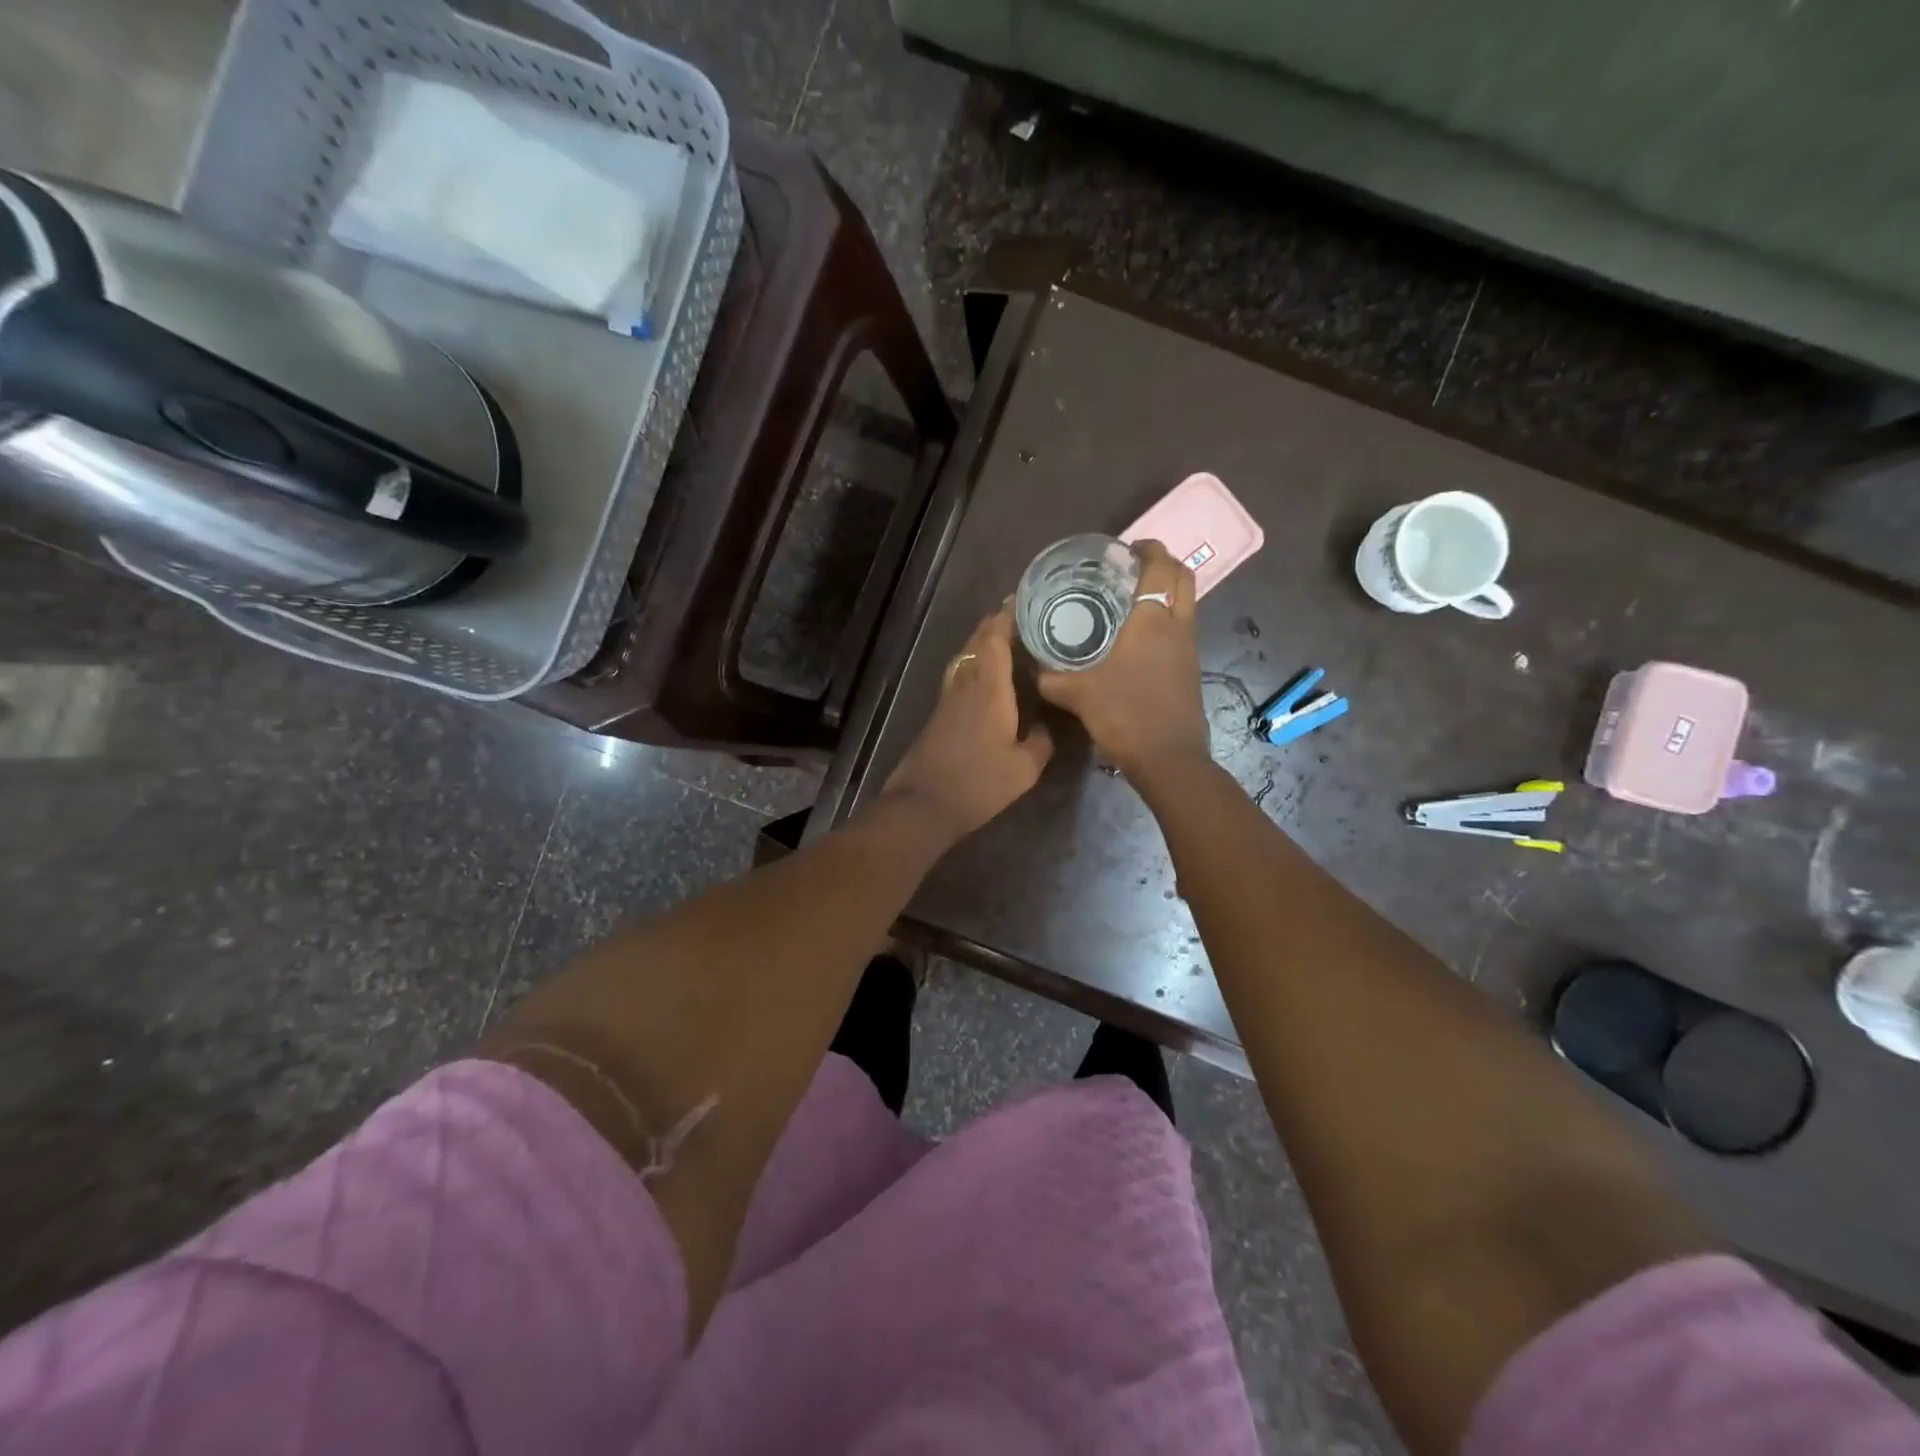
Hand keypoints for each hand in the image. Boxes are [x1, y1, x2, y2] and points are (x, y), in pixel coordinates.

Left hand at [883, 603, 1054, 842]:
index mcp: (988, 689)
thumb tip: (1047, 725)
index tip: (1024, 599)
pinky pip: (962, 675)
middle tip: (1023, 615)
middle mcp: (966, 685)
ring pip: (967, 658)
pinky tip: (990, 677)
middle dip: (997, 624)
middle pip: (978, 642)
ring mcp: (949, 699)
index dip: (1007, 615)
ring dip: (984, 643)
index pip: (995, 638)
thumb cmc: (978, 783)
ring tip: (1009, 640)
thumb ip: (1041, 742)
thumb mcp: (1024, 769)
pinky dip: (977, 664)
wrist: (923, 804)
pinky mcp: (940, 714)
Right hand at [1038, 540, 1209, 777]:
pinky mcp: (1191, 670)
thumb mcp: (1077, 694)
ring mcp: (1189, 649)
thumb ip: (1051, 678)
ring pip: (1186, 604)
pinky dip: (1166, 620)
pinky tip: (1138, 639)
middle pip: (1184, 578)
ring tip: (1132, 600)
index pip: (1161, 567)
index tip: (1128, 548)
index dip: (1149, 549)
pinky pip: (1182, 630)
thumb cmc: (1124, 715)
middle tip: (1133, 568)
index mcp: (1152, 621)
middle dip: (1164, 564)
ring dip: (1166, 593)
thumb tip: (1033, 668)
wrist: (1168, 758)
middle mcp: (1177, 627)